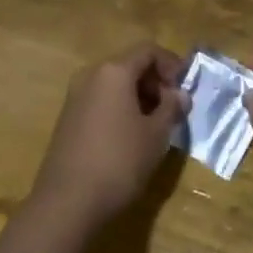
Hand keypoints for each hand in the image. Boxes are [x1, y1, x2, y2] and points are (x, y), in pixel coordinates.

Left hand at [31, 43, 189, 232]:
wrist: (67, 202)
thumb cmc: (119, 161)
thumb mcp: (156, 135)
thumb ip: (171, 108)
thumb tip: (180, 94)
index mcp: (114, 71)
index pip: (148, 50)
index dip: (171, 64)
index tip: (186, 88)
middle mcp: (91, 75)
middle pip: (130, 65)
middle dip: (155, 81)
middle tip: (173, 108)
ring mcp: (76, 97)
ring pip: (114, 84)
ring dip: (139, 96)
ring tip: (156, 124)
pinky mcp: (68, 119)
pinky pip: (101, 101)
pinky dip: (120, 108)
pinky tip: (131, 136)